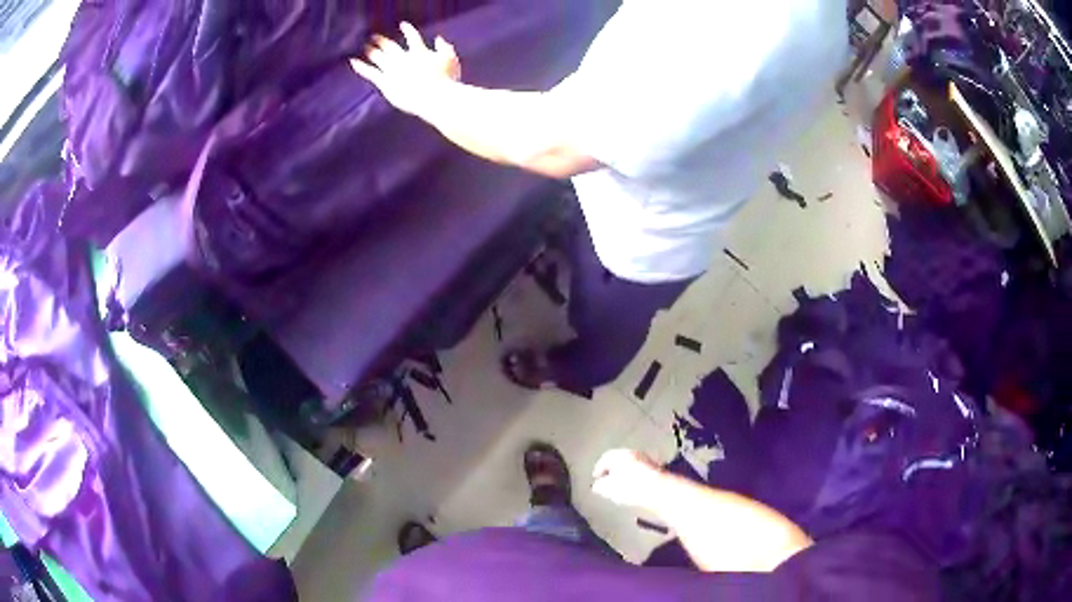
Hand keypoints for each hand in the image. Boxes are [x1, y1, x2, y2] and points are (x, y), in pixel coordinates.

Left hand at [350, 22, 460, 115]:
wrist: (434, 96)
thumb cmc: (447, 80)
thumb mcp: (452, 60)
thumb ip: (445, 47)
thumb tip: (439, 38)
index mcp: (420, 51)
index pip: (412, 36)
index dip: (407, 30)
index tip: (403, 25)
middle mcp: (403, 58)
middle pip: (390, 46)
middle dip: (382, 40)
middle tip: (374, 36)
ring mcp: (393, 70)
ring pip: (378, 57)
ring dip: (371, 50)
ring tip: (365, 47)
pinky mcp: (385, 82)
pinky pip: (370, 72)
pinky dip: (361, 66)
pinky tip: (352, 61)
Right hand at [592, 449, 666, 509]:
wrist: (659, 491)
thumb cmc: (630, 487)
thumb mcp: (608, 489)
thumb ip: (599, 486)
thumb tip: (597, 486)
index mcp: (620, 454)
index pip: (605, 458)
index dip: (599, 469)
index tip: (596, 478)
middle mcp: (634, 453)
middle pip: (619, 461)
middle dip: (613, 471)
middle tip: (607, 482)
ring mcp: (647, 460)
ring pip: (632, 466)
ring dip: (626, 475)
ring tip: (621, 488)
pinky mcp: (657, 470)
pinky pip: (642, 472)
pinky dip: (636, 479)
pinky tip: (634, 489)